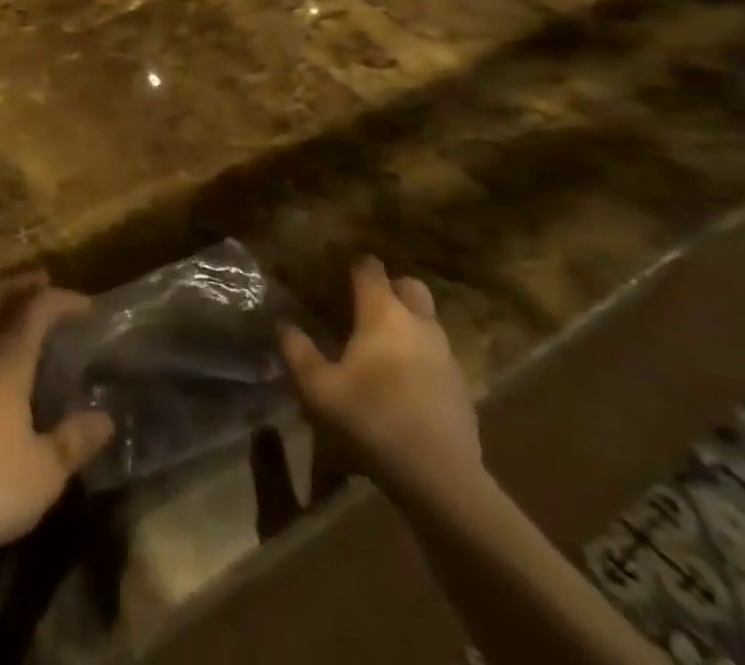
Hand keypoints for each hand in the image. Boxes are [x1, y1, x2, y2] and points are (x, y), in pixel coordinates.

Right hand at [279, 257, 479, 490]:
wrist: (441, 480)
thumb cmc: (372, 420)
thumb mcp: (318, 389)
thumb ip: (297, 351)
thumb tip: (284, 324)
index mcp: (383, 313)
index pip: (370, 268)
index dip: (353, 264)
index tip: (337, 270)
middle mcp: (418, 323)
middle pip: (409, 286)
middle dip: (390, 287)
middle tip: (365, 305)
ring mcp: (445, 355)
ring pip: (427, 321)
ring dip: (407, 323)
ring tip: (381, 346)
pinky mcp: (461, 387)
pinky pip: (438, 355)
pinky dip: (421, 357)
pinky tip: (404, 384)